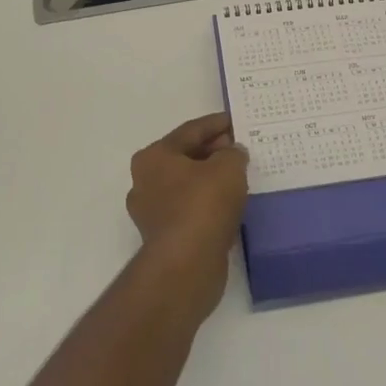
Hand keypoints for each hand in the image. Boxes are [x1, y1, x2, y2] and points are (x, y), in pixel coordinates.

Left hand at [126, 114, 249, 318]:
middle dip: (214, 152)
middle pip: (186, 157)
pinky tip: (230, 206)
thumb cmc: (203, 204)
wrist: (187, 265)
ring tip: (239, 178)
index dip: (216, 124)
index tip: (236, 121)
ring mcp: (152, 212)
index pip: (190, 131)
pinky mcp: (164, 238)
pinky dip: (208, 204)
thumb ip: (233, 153)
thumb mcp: (228, 167)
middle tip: (240, 150)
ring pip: (187, 186)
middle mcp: (145, 181)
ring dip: (211, 180)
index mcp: (153, 157)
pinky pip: (190, 210)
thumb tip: (232, 153)